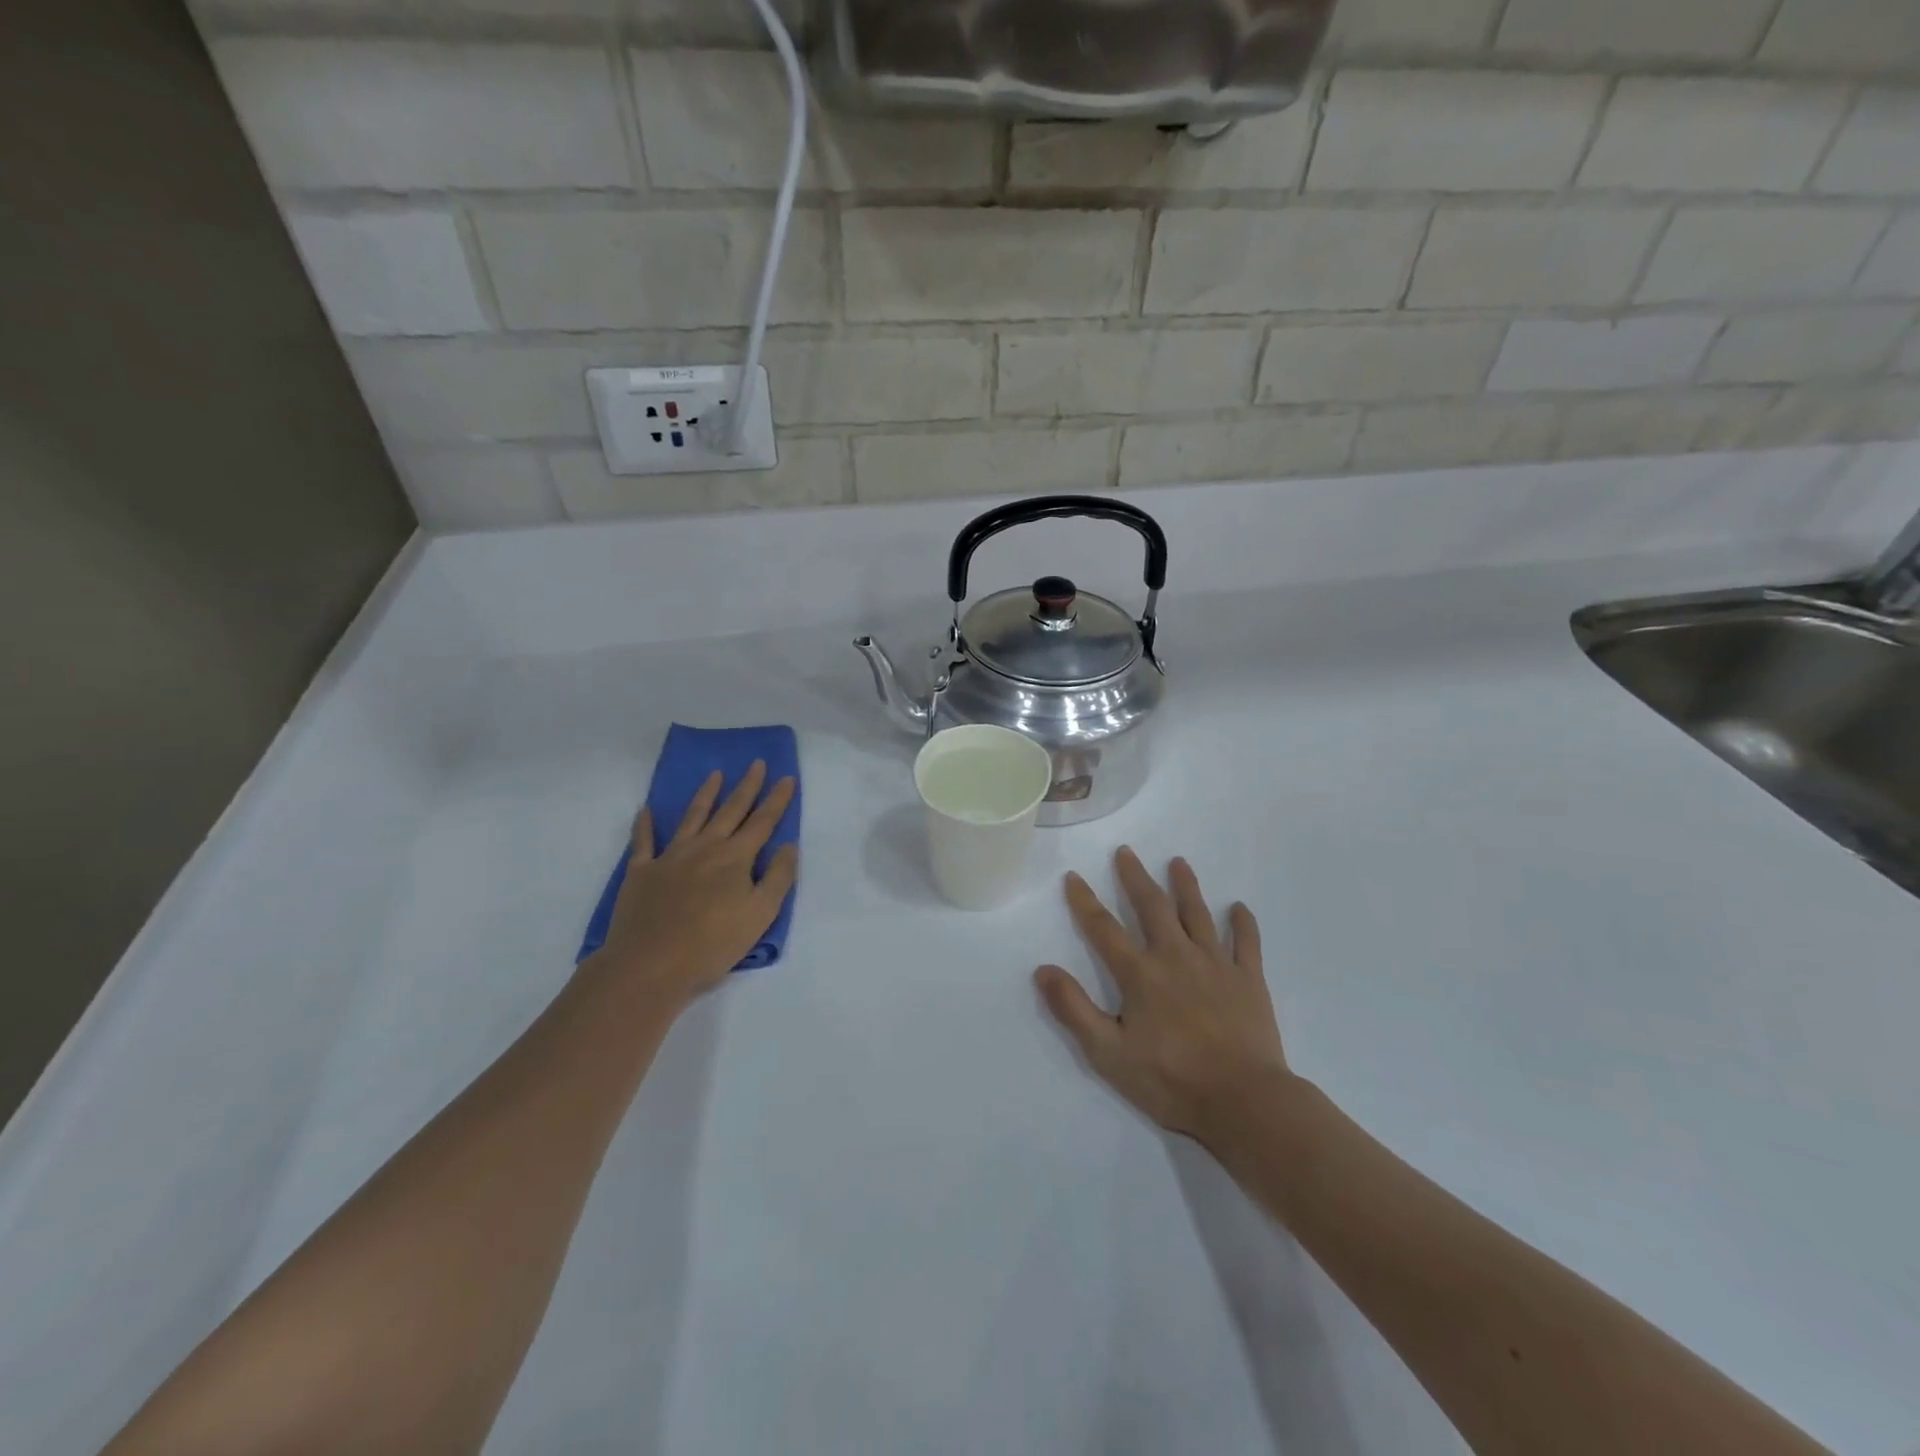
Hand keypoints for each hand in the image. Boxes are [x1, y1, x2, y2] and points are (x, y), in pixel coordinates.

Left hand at [586, 762, 798, 1006]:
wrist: (649, 965)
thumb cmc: (712, 944)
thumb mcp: (761, 915)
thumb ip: (778, 878)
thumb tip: (788, 846)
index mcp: (736, 858)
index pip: (763, 822)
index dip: (777, 799)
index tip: (786, 777)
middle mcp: (705, 848)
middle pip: (731, 811)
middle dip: (747, 786)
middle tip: (756, 763)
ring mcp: (670, 857)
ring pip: (692, 817)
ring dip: (706, 794)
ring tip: (715, 774)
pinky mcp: (642, 872)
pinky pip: (644, 841)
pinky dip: (645, 825)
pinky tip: (646, 810)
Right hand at [1036, 848, 1291, 1142]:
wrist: (1243, 1102)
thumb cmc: (1170, 1081)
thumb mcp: (1108, 1053)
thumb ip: (1074, 1009)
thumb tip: (1042, 970)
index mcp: (1140, 974)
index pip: (1104, 929)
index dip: (1085, 901)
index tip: (1073, 876)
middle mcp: (1176, 957)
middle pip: (1152, 907)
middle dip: (1136, 878)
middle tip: (1126, 851)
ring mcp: (1216, 965)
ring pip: (1198, 914)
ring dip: (1186, 886)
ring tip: (1178, 862)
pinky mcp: (1249, 980)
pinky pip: (1246, 943)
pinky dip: (1242, 923)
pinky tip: (1239, 907)